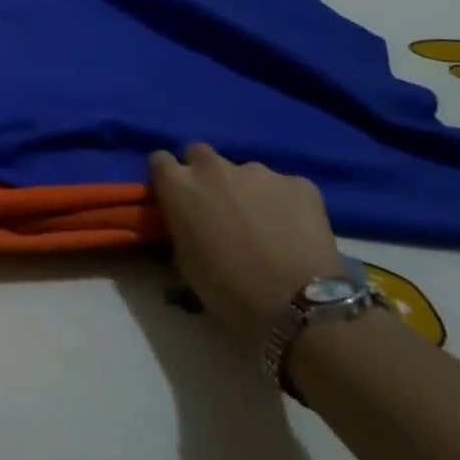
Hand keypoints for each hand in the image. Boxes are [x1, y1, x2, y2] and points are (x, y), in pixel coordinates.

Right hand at [149, 144, 341, 352]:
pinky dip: (285, 202)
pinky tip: (294, 230)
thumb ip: (179, 223)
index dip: (168, 177)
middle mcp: (212, 167)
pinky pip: (284, 187)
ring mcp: (258, 171)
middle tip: (219, 205)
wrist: (296, 304)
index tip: (177, 196)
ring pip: (245, 172)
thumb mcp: (183, 258)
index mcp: (178, 184)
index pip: (160, 160)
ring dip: (248, 190)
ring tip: (265, 223)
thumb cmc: (226, 287)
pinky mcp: (299, 182)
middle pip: (200, 154)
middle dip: (205, 174)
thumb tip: (185, 216)